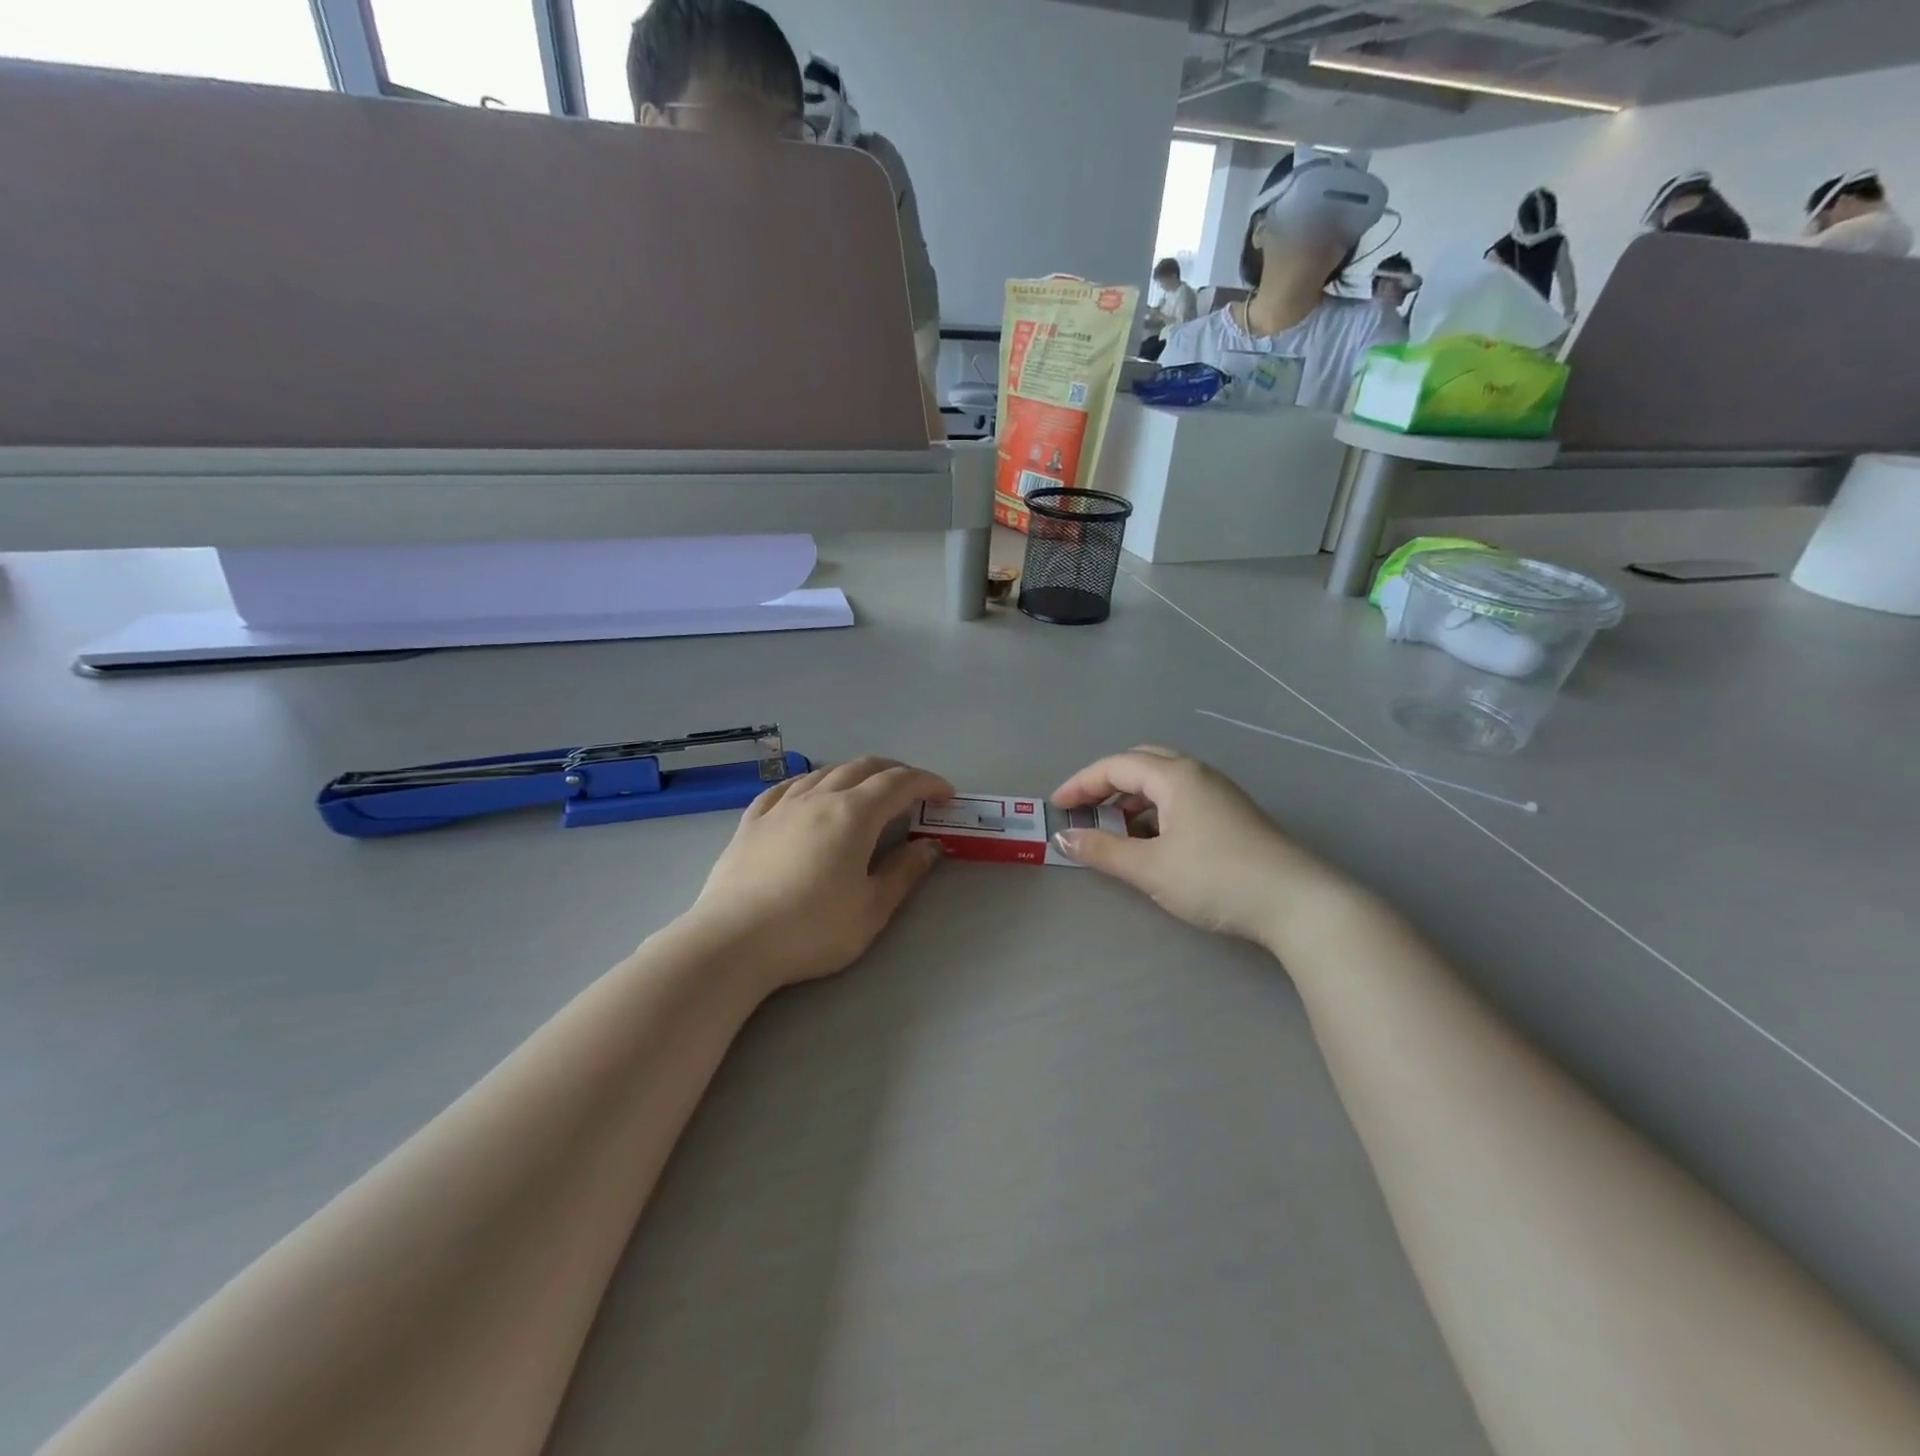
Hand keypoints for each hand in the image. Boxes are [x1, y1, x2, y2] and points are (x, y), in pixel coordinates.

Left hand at [684, 757, 952, 992]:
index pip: (900, 783)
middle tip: (914, 791)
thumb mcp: (872, 909)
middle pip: (863, 767)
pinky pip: (786, 787)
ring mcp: (781, 806)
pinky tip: (809, 793)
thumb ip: (904, 872)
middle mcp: (818, 797)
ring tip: (867, 790)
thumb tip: (929, 846)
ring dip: (855, 774)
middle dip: (896, 772)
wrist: (732, 941)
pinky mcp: (752, 821)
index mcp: (854, 814)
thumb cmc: (811, 929)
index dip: (928, 783)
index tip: (946, 796)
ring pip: (825, 772)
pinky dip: (811, 782)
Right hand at [1051, 747, 1335, 944]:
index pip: (1116, 765)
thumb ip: (1103, 851)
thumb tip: (1063, 838)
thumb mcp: (1150, 868)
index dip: (1081, 783)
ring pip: (1164, 782)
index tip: (1056, 806)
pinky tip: (1152, 842)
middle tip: (1085, 809)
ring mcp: (1220, 794)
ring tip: (1114, 829)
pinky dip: (1155, 812)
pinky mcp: (1233, 816)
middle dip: (1107, 783)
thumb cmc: (1216, 878)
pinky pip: (1182, 799)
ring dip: (1132, 799)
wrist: (1298, 903)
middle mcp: (1198, 774)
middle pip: (1141, 763)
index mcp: (1176, 776)